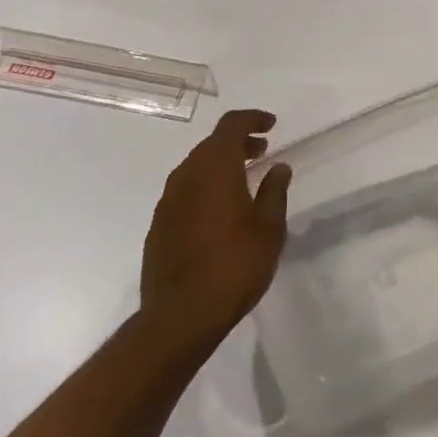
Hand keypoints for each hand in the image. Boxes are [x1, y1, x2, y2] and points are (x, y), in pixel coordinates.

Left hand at [140, 109, 291, 350]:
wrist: (179, 318)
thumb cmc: (233, 267)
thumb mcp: (268, 229)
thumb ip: (274, 191)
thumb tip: (279, 167)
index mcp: (215, 167)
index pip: (232, 125)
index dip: (252, 118)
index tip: (271, 125)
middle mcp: (187, 174)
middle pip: (212, 144)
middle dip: (238, 142)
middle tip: (262, 151)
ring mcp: (168, 200)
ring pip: (197, 166)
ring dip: (221, 165)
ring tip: (244, 180)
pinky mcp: (159, 224)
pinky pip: (185, 190)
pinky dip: (205, 187)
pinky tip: (219, 210)